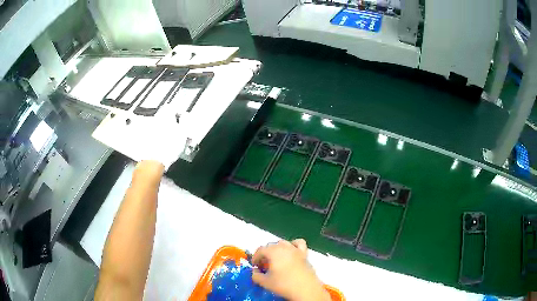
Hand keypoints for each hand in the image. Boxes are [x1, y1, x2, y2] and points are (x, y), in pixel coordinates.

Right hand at [252, 239, 330, 300]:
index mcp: (273, 252)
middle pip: (271, 246)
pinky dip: (293, 245)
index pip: (260, 250)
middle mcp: (284, 247)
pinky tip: (291, 254)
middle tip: (263, 266)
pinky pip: (298, 244)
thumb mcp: (265, 282)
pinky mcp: (305, 254)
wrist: (305, 289)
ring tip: (276, 260)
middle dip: (265, 254)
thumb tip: (255, 271)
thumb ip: (256, 275)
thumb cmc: (283, 284)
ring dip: (277, 249)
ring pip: (283, 243)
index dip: (255, 258)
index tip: (255, 267)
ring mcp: (296, 250)